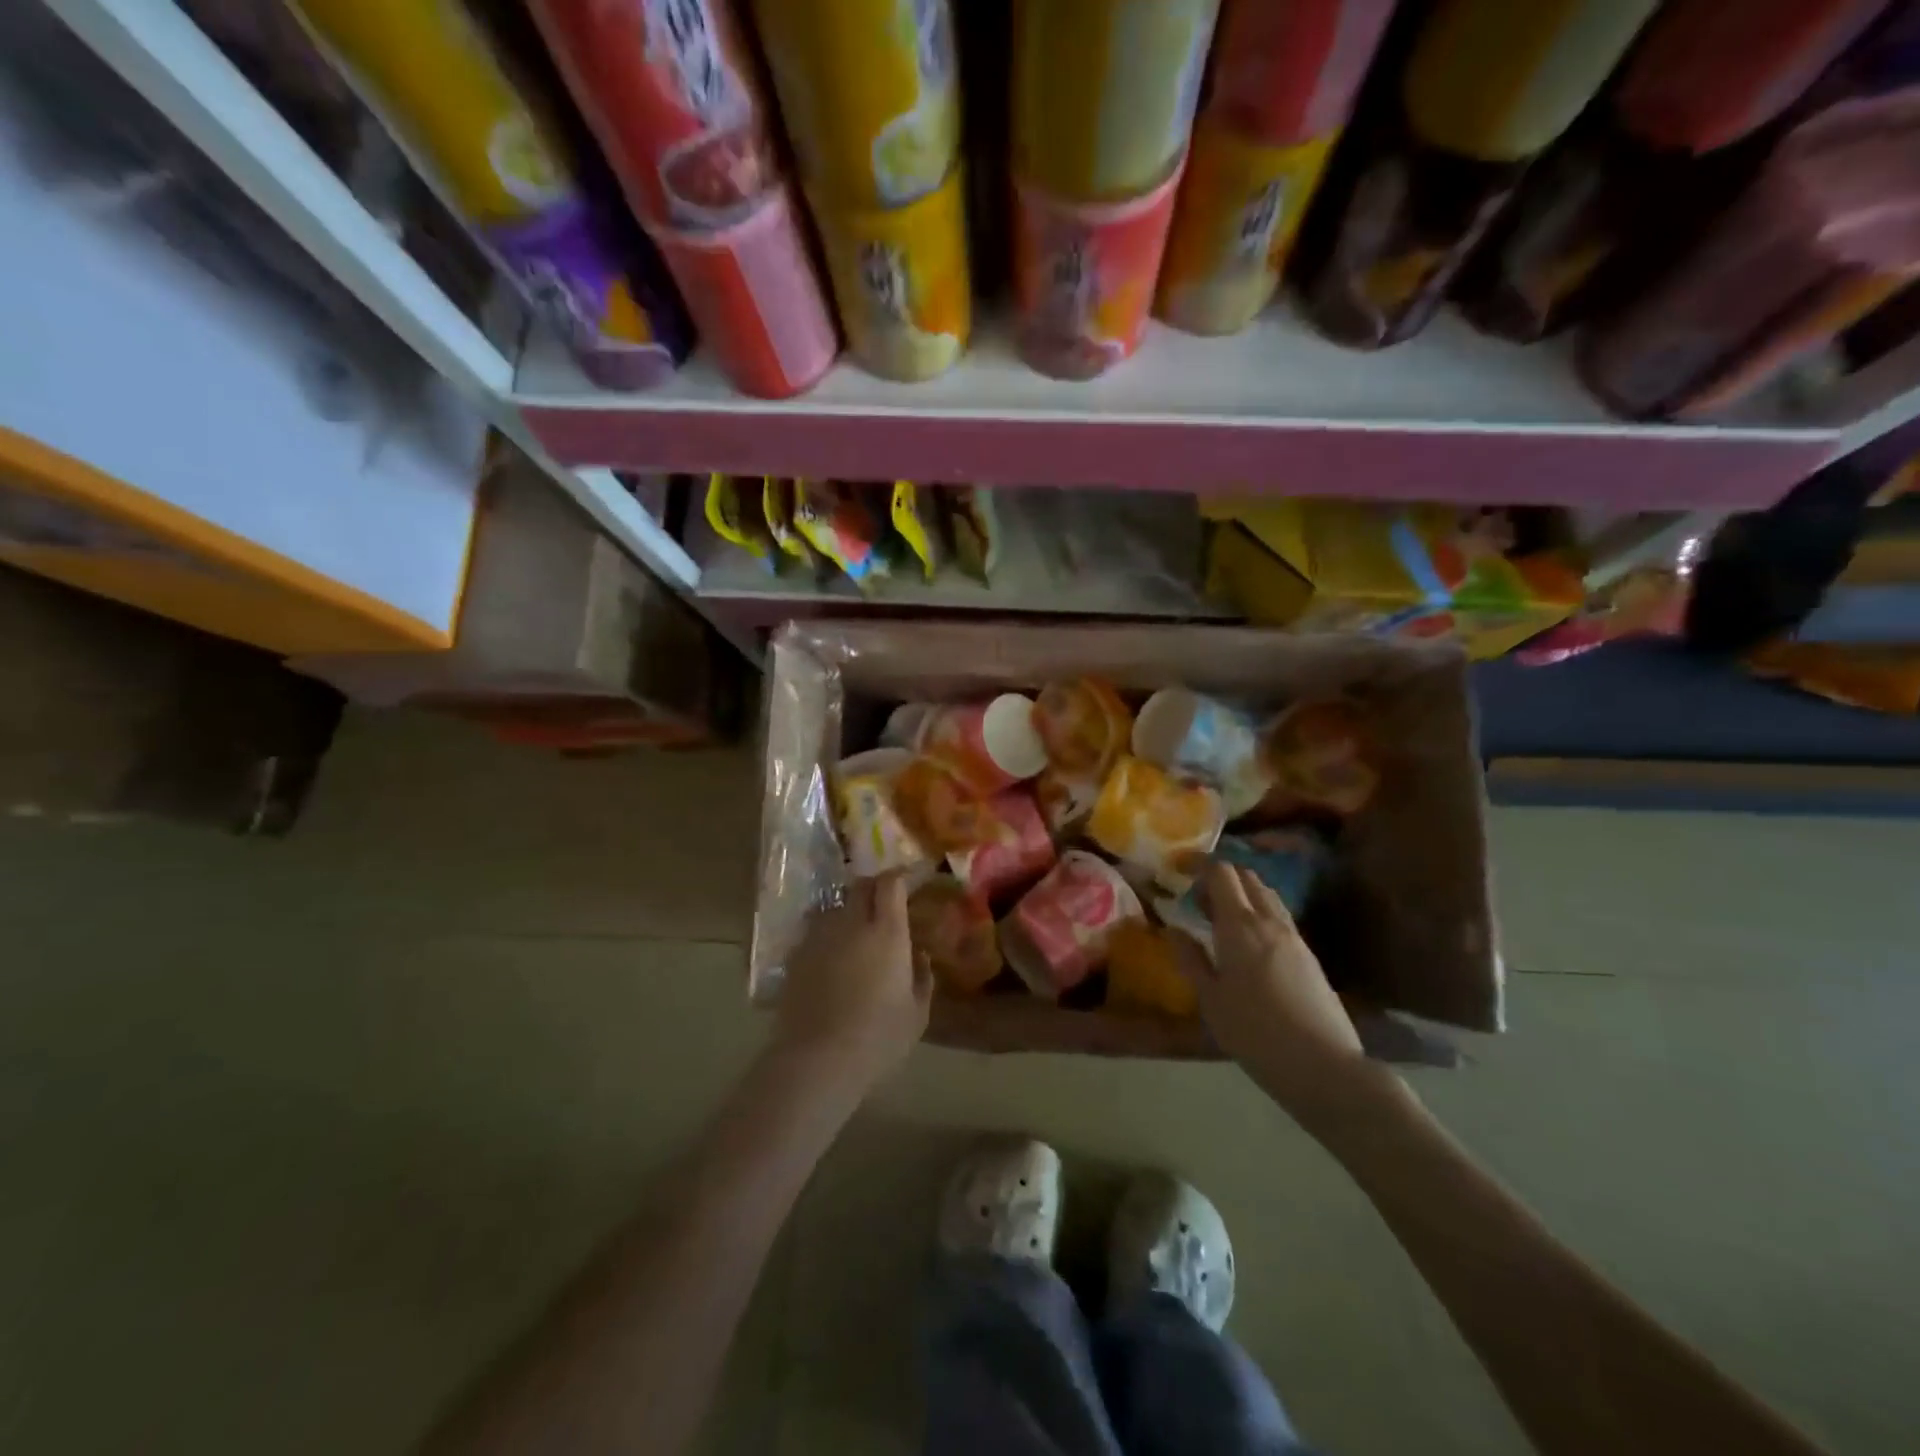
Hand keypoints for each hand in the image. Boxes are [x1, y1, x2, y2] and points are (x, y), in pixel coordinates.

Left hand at [773, 873, 932, 1094]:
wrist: (817, 1059)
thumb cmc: (878, 1038)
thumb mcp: (917, 1013)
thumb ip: (922, 977)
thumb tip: (918, 954)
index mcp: (887, 932)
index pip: (891, 883)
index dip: (899, 876)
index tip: (908, 881)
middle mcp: (852, 923)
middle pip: (860, 886)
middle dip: (874, 887)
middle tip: (884, 903)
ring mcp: (819, 937)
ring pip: (836, 907)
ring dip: (849, 910)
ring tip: (856, 931)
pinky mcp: (796, 955)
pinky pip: (816, 931)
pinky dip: (828, 934)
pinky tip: (832, 957)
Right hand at [1187, 862, 1370, 1114]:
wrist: (1324, 1066)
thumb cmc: (1255, 1033)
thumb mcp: (1210, 1000)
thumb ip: (1190, 959)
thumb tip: (1172, 928)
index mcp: (1239, 926)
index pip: (1222, 873)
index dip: (1199, 864)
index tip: (1179, 869)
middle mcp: (1269, 921)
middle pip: (1247, 877)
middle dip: (1221, 877)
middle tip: (1197, 899)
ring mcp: (1294, 937)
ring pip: (1267, 896)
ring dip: (1242, 894)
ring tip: (1220, 919)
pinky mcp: (1309, 955)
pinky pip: (1279, 917)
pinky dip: (1259, 913)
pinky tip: (1248, 944)